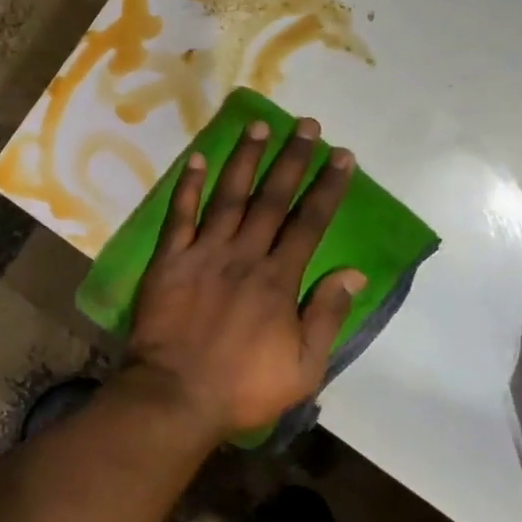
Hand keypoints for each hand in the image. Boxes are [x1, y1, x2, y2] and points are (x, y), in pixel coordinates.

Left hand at [126, 117, 366, 436]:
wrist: (175, 395)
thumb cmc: (242, 387)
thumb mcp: (303, 367)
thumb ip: (326, 316)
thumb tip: (352, 273)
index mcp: (278, 279)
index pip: (309, 222)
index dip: (327, 187)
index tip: (341, 156)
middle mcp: (243, 255)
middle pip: (272, 199)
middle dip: (292, 159)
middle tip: (305, 125)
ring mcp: (202, 253)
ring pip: (229, 196)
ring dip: (245, 159)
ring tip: (258, 125)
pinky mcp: (169, 259)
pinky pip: (179, 215)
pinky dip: (187, 186)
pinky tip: (196, 158)